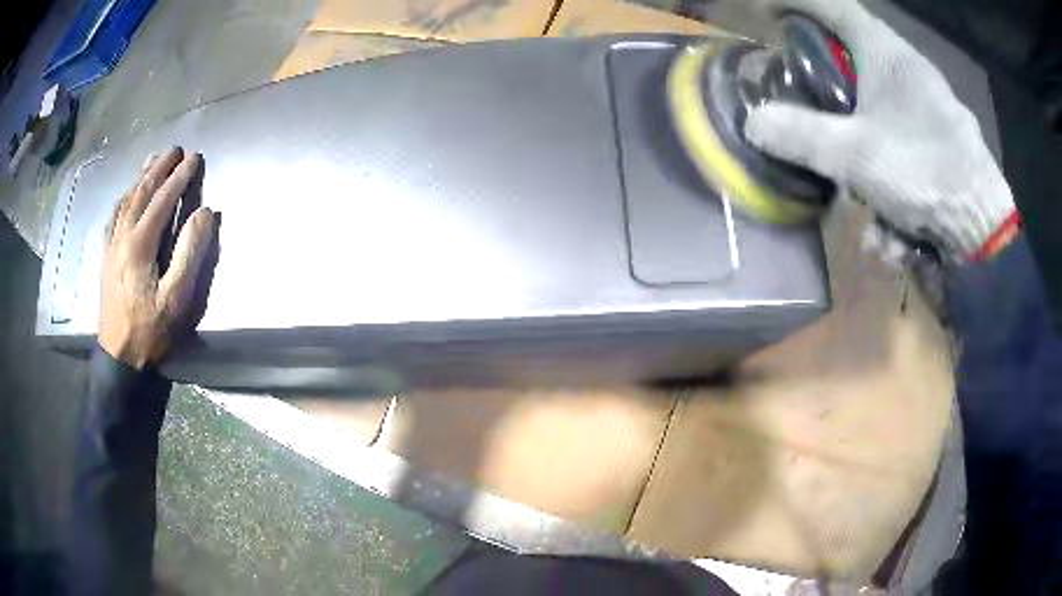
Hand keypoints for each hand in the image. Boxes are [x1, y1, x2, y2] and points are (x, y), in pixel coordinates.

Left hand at [99, 147, 214, 368]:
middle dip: (160, 167)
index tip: (195, 157)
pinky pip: (114, 216)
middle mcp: (122, 235)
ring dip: (141, 176)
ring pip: (126, 200)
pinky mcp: (105, 255)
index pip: (163, 199)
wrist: (118, 357)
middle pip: (141, 191)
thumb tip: (205, 213)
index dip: (180, 177)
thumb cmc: (150, 330)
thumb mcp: (177, 298)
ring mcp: (111, 244)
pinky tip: (128, 193)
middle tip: (175, 149)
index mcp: (140, 243)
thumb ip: (191, 252)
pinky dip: (124, 197)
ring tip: (154, 159)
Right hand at [745, 0, 1018, 262]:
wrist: (985, 234)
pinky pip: (903, 149)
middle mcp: (908, 71)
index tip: (768, 17)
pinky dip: (894, 187)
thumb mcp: (856, 156)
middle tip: (817, 126)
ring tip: (871, 213)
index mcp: (887, 53)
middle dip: (831, 98)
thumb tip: (753, 123)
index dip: (795, 4)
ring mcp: (928, 109)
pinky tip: (897, 230)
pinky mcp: (941, 143)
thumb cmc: (925, 174)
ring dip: (867, 164)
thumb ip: (801, 136)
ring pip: (879, 116)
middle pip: (853, 62)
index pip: (832, 5)